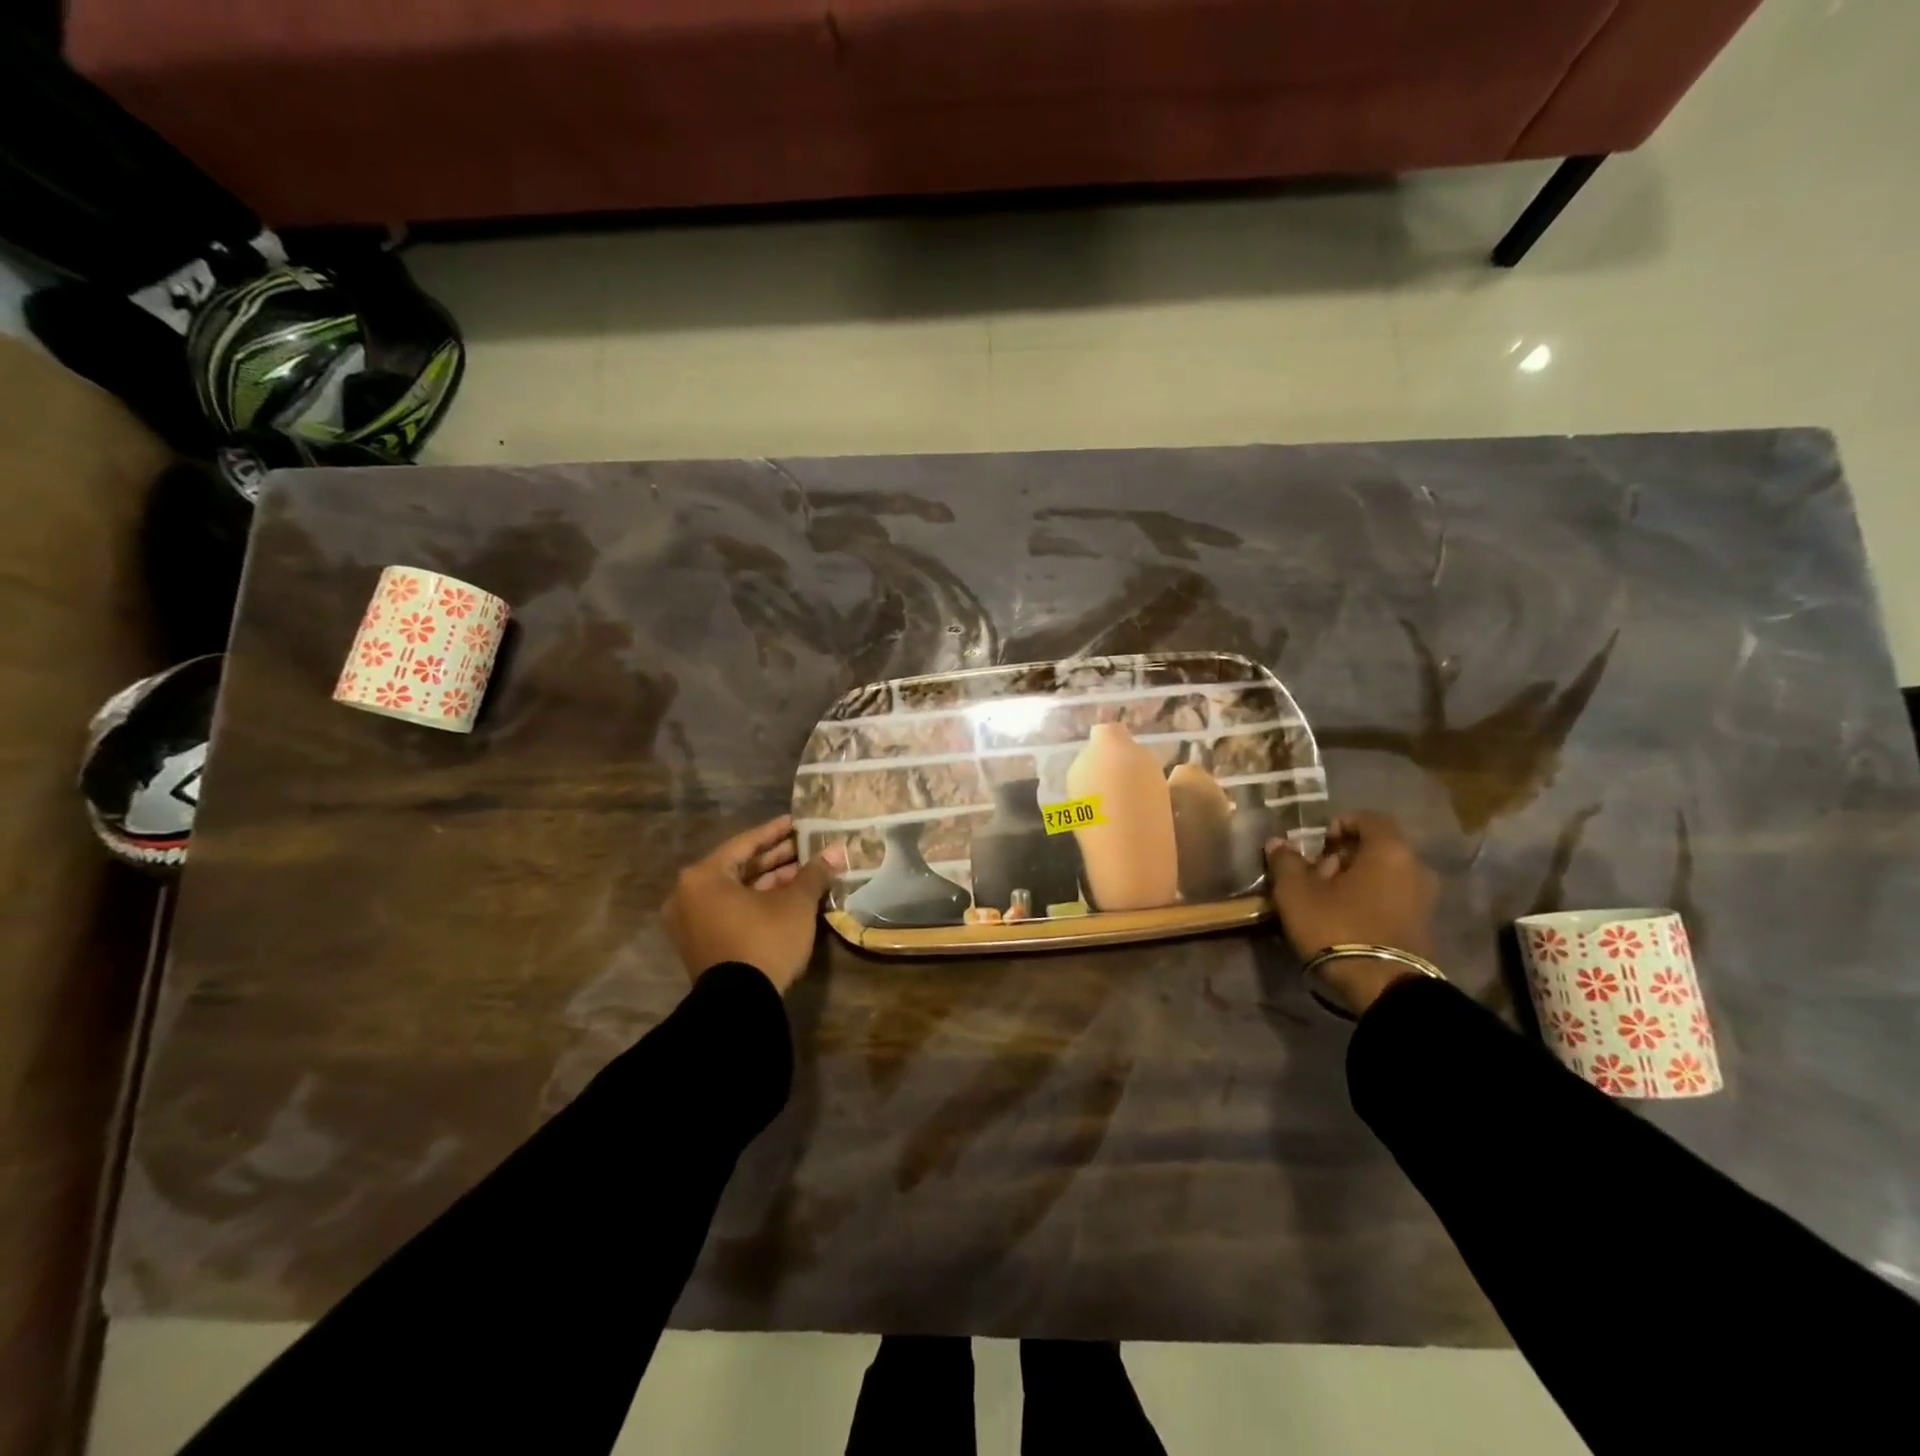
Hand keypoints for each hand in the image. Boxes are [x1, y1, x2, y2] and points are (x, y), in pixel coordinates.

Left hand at [663, 815, 843, 993]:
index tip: (796, 823)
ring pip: (734, 892)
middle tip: (803, 848)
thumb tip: (837, 850)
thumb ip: (814, 873)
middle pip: (738, 867)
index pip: (745, 844)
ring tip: (802, 873)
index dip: (774, 832)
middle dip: (774, 859)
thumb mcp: (795, 903)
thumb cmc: (764, 940)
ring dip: (768, 882)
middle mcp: (688, 895)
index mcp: (703, 876)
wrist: (739, 1005)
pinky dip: (755, 902)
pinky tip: (786, 898)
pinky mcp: (700, 945)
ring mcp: (690, 923)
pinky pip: (729, 911)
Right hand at [1266, 812, 1439, 1016]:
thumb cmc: (1339, 927)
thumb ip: (1286, 862)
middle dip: (1343, 856)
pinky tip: (1345, 920)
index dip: (1339, 825)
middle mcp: (1415, 868)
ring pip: (1385, 876)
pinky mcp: (1423, 927)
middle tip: (1315, 875)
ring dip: (1356, 881)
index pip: (1368, 818)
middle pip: (1377, 848)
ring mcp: (1424, 900)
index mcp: (1389, 850)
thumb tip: (1278, 843)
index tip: (1316, 844)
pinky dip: (1370, 901)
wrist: (1384, 988)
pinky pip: (1393, 899)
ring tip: (1325, 901)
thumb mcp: (1297, 893)